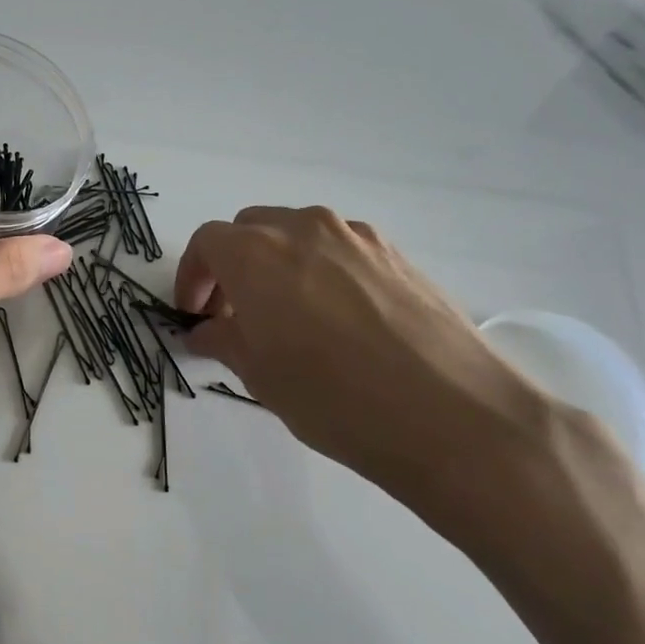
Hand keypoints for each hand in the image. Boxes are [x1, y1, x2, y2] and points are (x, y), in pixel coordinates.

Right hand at [175, 206, 568, 534]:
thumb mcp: (260, 376)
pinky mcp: (398, 255)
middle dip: (232, 266)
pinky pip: (341, 250)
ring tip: (288, 318)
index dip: (192, 277)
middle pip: (250, 230)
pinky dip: (321, 271)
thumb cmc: (334, 397)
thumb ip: (224, 341)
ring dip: (277, 265)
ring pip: (298, 235)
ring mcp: (357, 237)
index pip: (207, 243)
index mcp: (257, 253)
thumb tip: (207, 331)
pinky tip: (338, 321)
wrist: (452, 415)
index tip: (195, 314)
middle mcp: (304, 228)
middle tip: (235, 315)